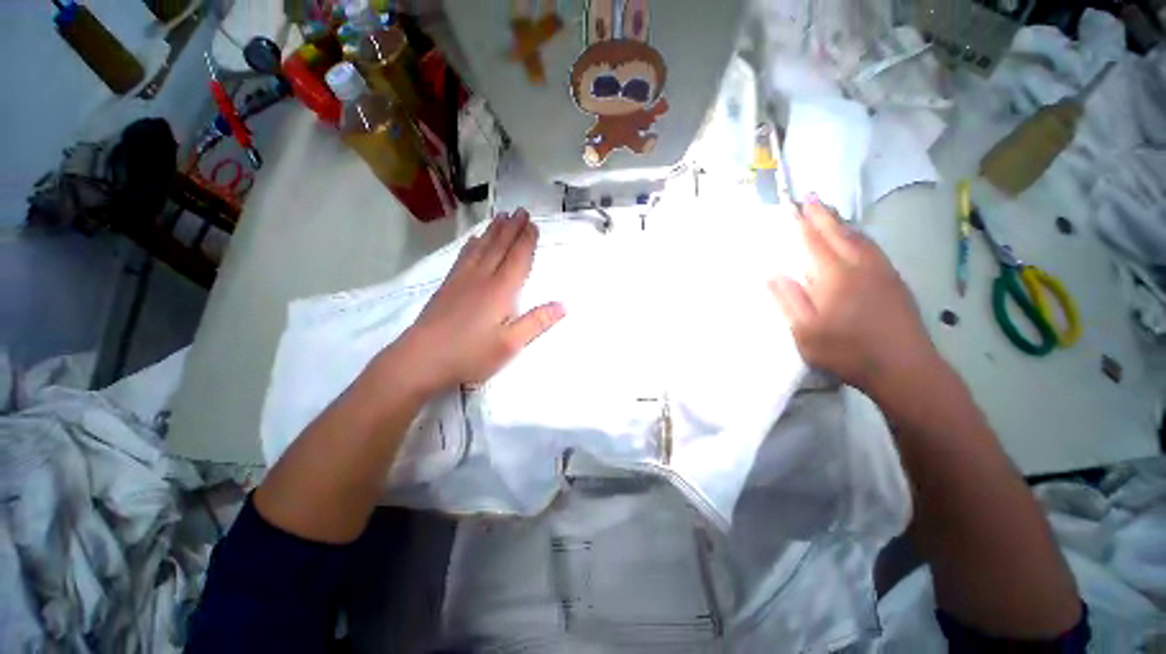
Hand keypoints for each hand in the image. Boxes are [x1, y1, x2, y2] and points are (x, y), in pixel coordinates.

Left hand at [388, 208, 564, 394]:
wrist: (421, 359)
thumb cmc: (470, 354)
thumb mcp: (510, 344)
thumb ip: (537, 322)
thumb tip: (564, 305)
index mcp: (500, 291)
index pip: (517, 259)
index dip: (526, 241)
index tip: (533, 224)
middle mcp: (482, 278)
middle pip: (499, 247)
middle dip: (512, 228)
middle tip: (521, 211)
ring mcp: (461, 280)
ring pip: (481, 248)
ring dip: (493, 231)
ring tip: (501, 216)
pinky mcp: (447, 286)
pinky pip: (463, 256)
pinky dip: (472, 244)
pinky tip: (473, 240)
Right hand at [769, 199, 938, 395]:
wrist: (905, 369)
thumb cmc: (848, 352)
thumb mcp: (806, 332)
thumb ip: (789, 300)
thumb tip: (772, 274)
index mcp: (835, 277)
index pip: (814, 243)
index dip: (802, 223)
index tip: (793, 205)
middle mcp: (860, 267)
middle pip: (839, 233)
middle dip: (823, 214)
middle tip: (811, 197)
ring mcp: (882, 273)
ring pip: (860, 239)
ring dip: (842, 223)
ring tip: (831, 214)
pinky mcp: (895, 283)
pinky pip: (873, 249)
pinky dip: (859, 237)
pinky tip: (857, 241)